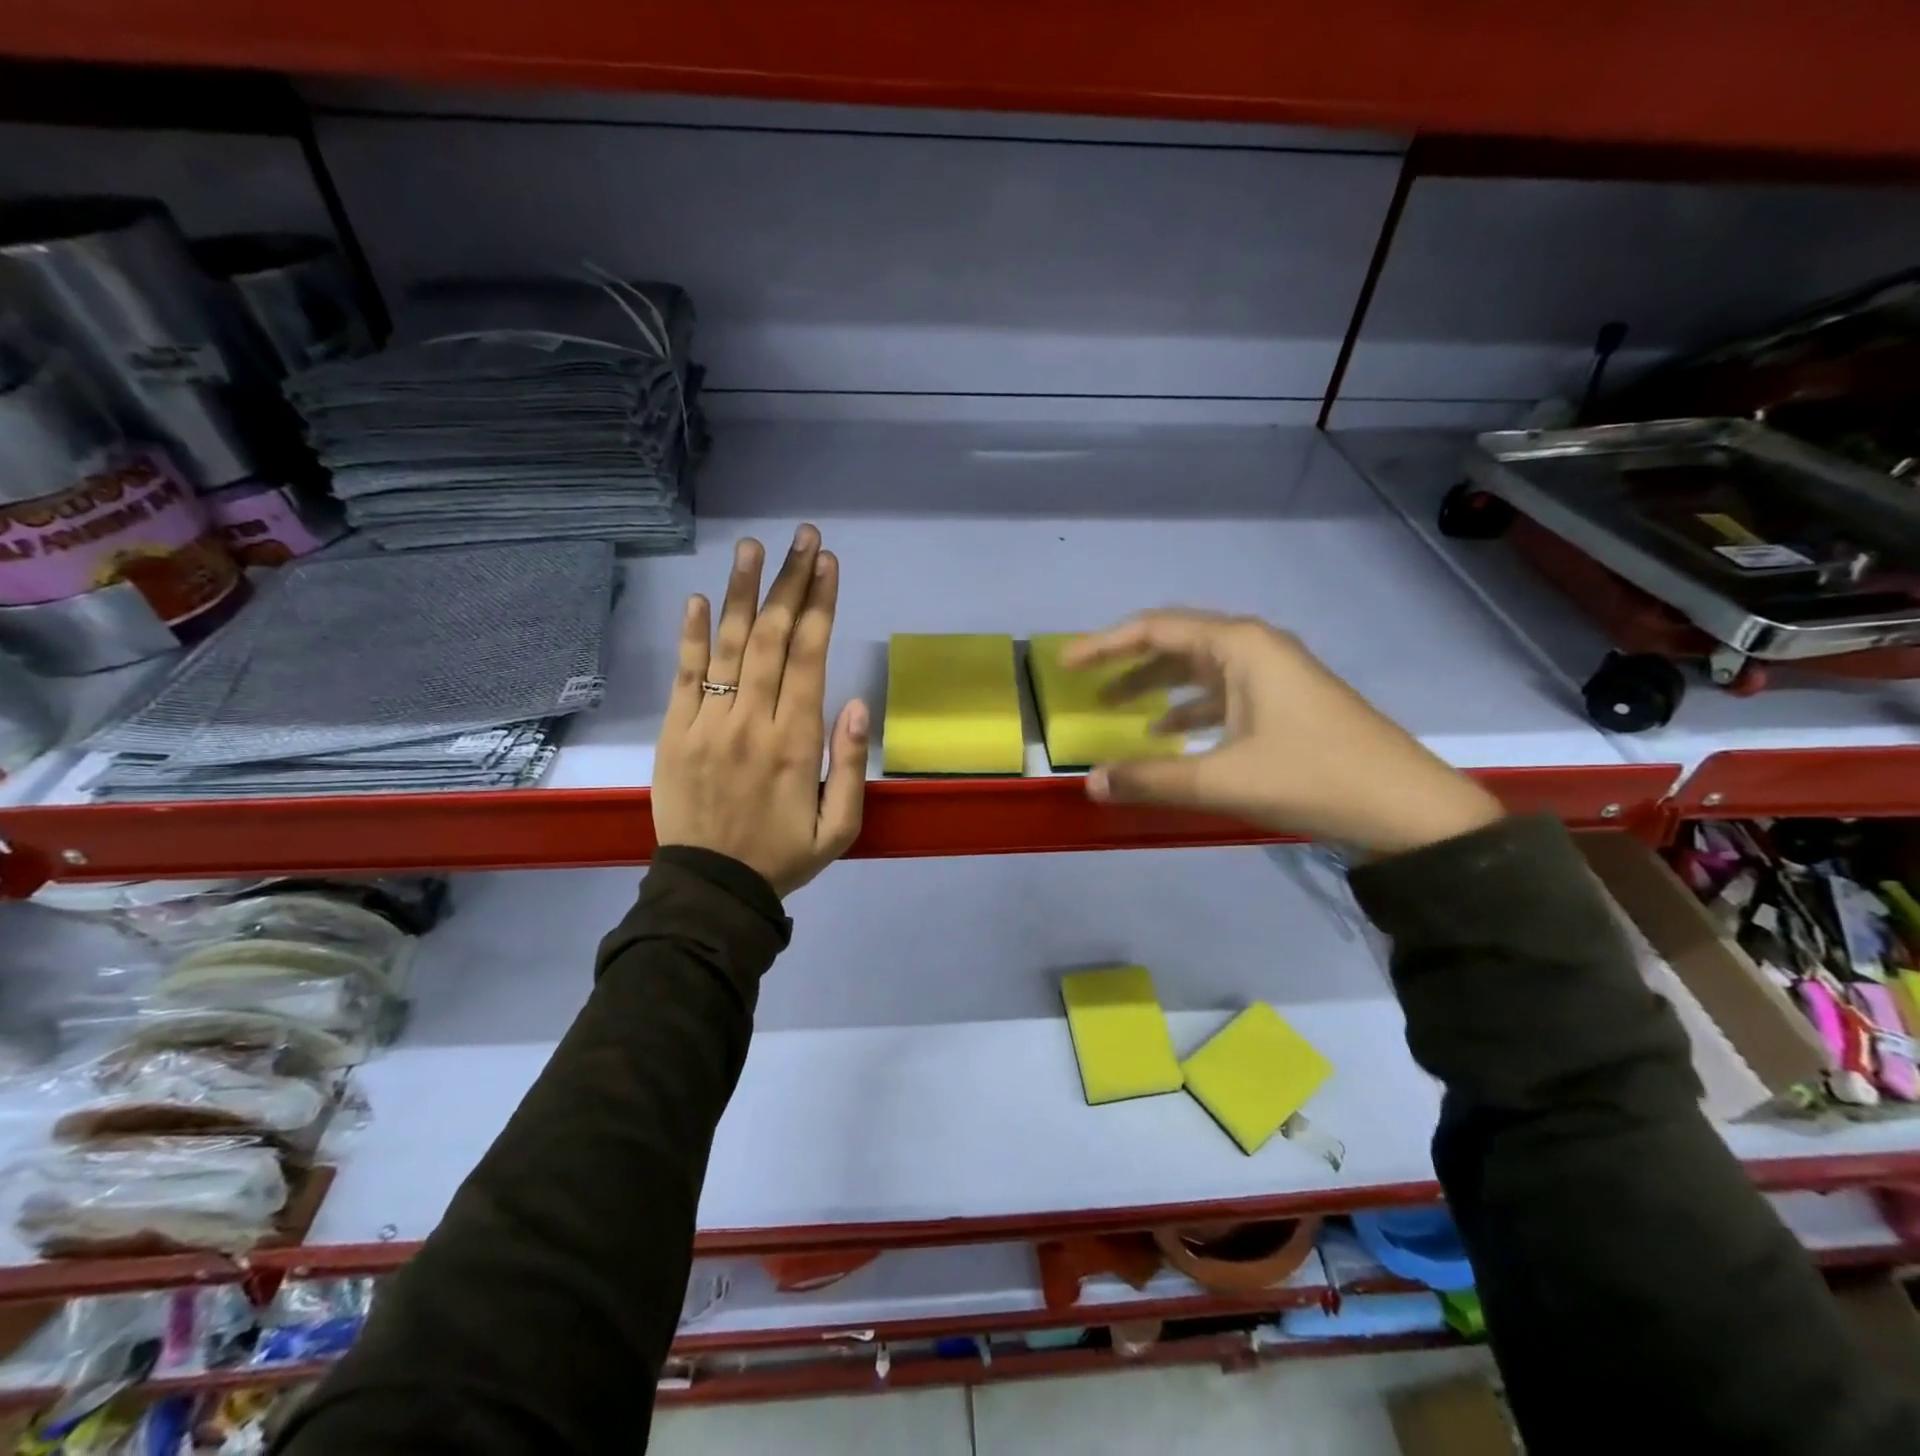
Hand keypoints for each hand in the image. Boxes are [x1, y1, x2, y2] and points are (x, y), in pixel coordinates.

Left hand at [651, 524, 868, 896]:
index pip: (811, 657)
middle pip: (774, 638)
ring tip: (751, 547)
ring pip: (728, 646)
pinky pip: (683, 677)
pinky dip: (689, 636)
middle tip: (803, 537)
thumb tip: (856, 704)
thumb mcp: (841, 828)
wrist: (711, 889)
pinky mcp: (674, 734)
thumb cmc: (783, 856)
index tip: (828, 564)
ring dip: (742, 592)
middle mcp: (753, 721)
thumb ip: (850, 766)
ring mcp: (708, 724)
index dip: (821, 605)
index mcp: (797, 742)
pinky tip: (696, 598)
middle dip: (791, 583)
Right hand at [1062, 610, 1503, 856]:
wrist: (1408, 807)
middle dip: (1127, 663)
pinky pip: (1221, 694)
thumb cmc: (1312, 777)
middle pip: (1176, 643)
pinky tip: (1169, 736)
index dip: (1104, 645)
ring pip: (1199, 670)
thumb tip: (1091, 782)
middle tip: (1085, 685)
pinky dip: (1188, 710)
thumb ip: (1150, 779)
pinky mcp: (1285, 701)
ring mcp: (1274, 674)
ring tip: (1115, 709)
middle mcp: (1255, 648)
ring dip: (1156, 686)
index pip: (1156, 629)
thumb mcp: (1222, 780)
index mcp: (1240, 646)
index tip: (1066, 665)